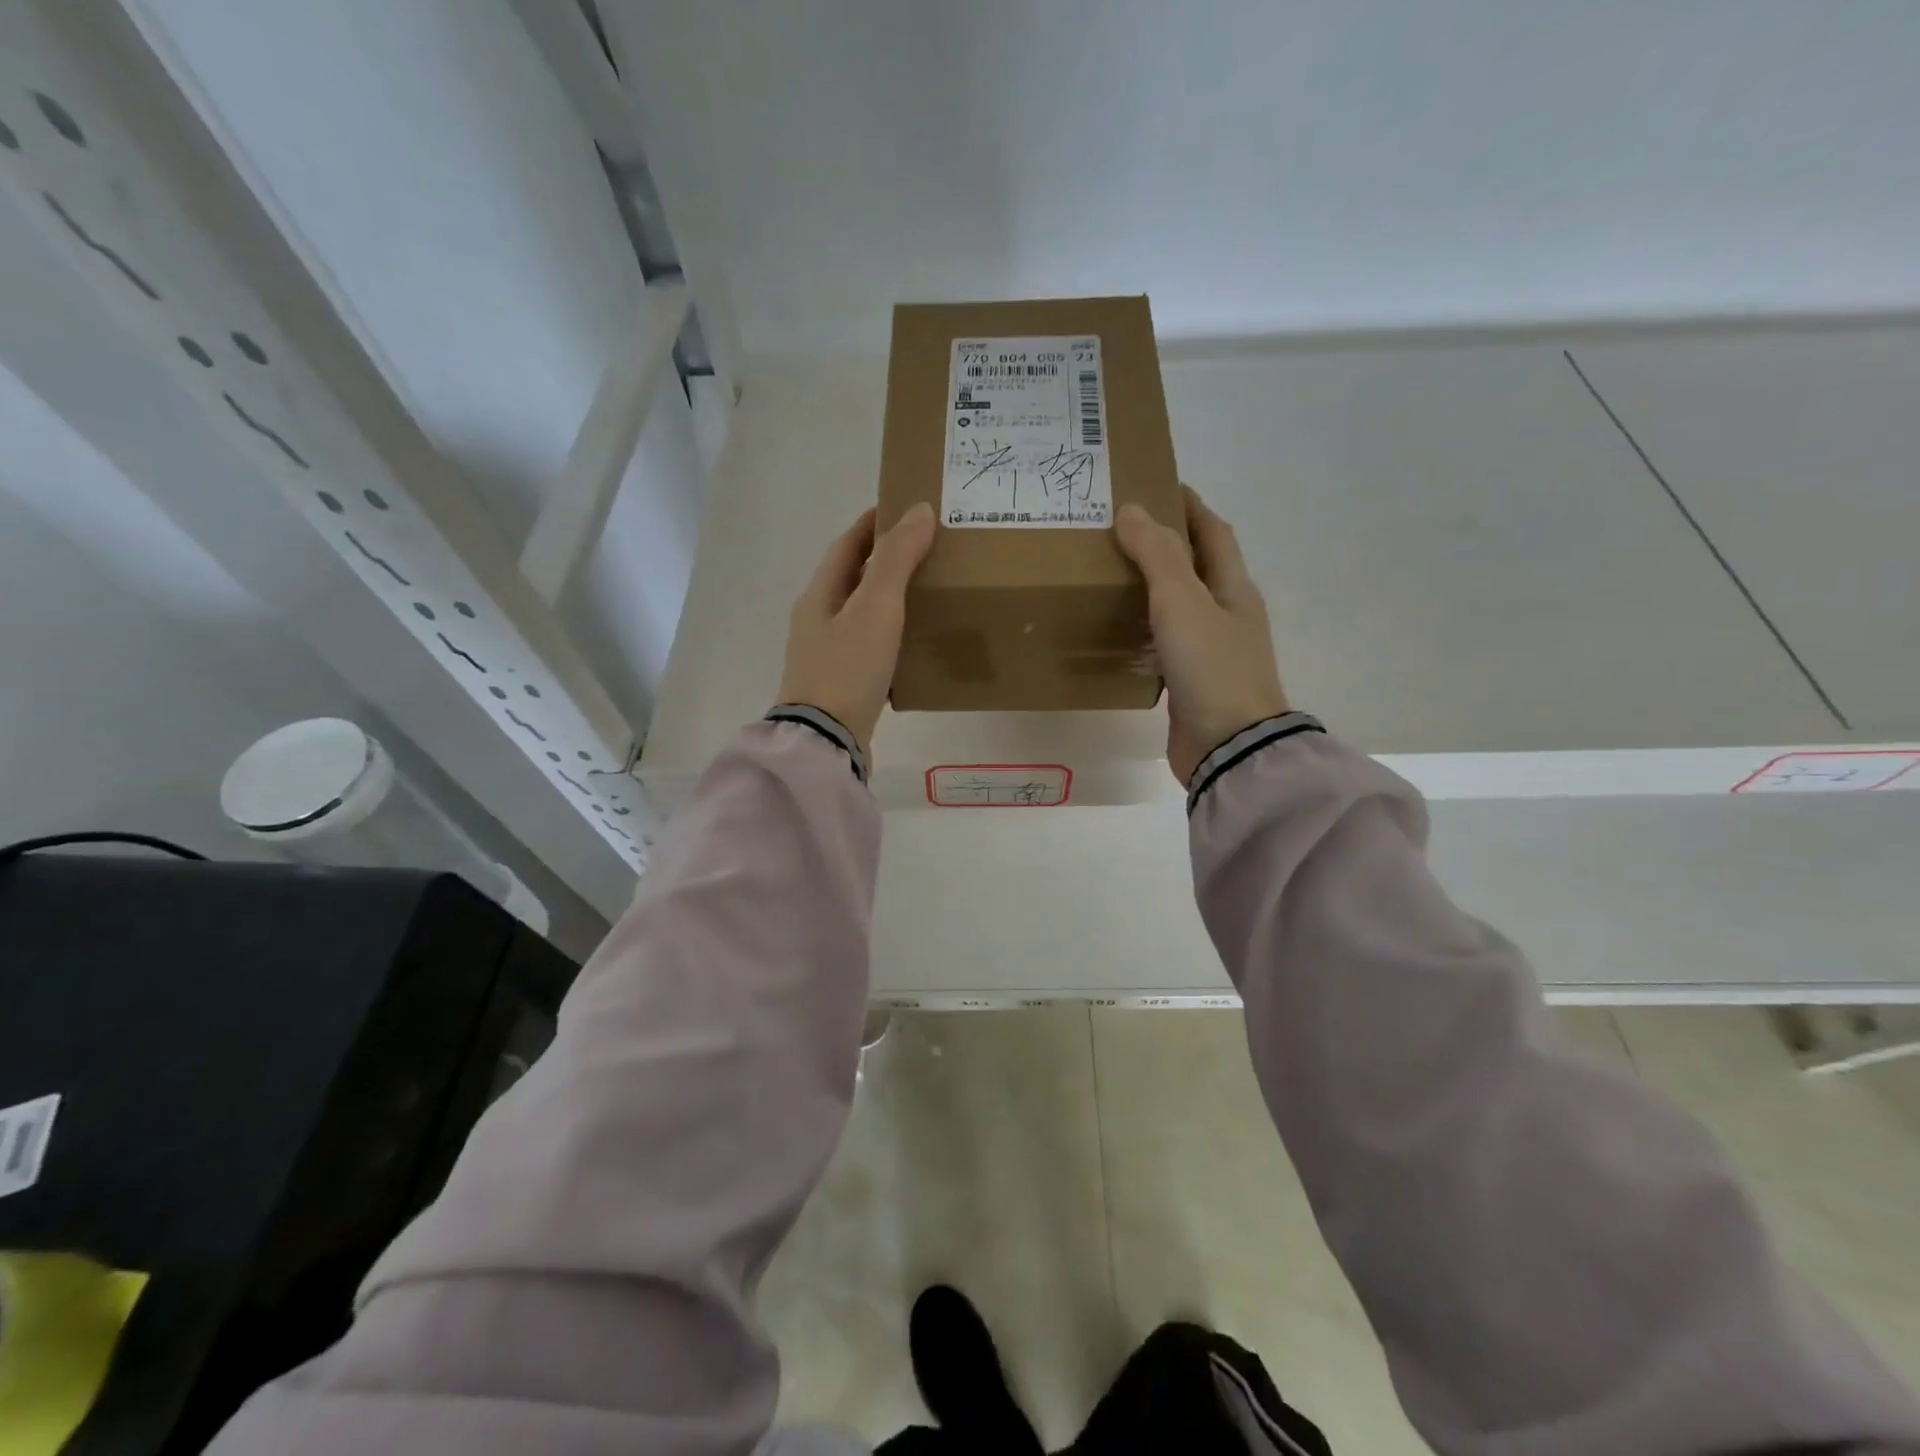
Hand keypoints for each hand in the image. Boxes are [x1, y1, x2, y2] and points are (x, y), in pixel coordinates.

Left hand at [778, 503, 935, 757]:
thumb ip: (897, 559)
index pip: (847, 545)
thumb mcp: (875, 607)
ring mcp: (826, 655)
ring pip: (861, 614)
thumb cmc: (847, 668)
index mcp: (819, 595)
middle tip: (926, 550)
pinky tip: (914, 643)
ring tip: (927, 592)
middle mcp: (817, 621)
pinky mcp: (841, 684)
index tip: (904, 508)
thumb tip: (919, 510)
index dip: (873, 524)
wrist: (826, 741)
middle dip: (884, 560)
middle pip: (852, 578)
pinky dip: (890, 635)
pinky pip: (868, 647)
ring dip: (888, 598)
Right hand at [1116, 486, 1288, 784]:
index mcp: (1233, 588)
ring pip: (1180, 606)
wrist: (1230, 748)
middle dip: (1166, 544)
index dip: (1189, 507)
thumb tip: (1132, 510)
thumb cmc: (1212, 668)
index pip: (1213, 533)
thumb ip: (1157, 555)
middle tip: (1119, 531)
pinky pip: (1167, 642)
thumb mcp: (1183, 603)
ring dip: (1153, 587)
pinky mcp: (1192, 682)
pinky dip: (1146, 628)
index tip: (1156, 484)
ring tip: (1110, 574)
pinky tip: (1118, 630)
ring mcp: (1212, 651)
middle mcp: (1227, 615)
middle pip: (1197, 567)